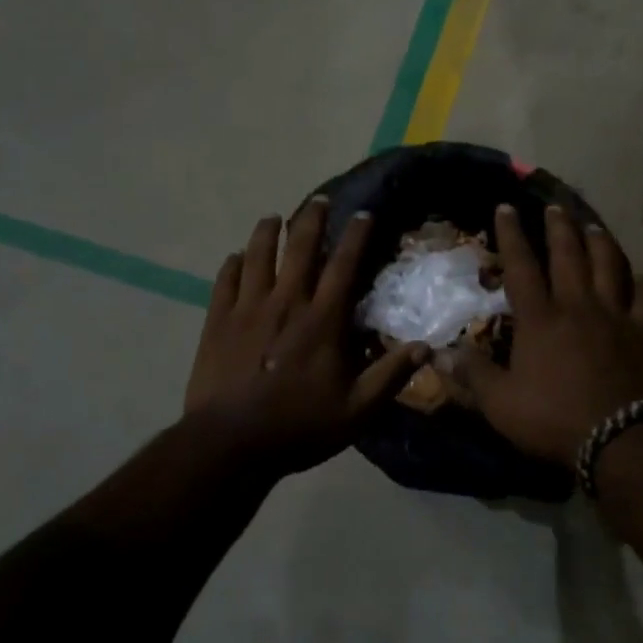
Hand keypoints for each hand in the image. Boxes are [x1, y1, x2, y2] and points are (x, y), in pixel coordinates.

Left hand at [184, 198, 427, 472]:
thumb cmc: (298, 427)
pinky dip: (233, 263)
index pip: (344, 266)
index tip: (364, 213)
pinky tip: (237, 256)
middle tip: (318, 200)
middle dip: (311, 219)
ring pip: (258, 255)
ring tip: (273, 217)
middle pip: (300, 248)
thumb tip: (425, 347)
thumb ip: (390, 376)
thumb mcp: (356, 411)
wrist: (230, 442)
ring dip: (268, 232)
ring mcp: (247, 308)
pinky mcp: (217, 320)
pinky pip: (225, 280)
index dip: (357, 236)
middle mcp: (286, 302)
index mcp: (322, 321)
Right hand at [437, 204, 642, 466]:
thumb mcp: (500, 403)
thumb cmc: (555, 419)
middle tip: (554, 206)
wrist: (624, 440)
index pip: (521, 266)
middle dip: (559, 227)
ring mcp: (617, 317)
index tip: (506, 206)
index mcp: (540, 319)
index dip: (512, 235)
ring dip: (600, 243)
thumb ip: (471, 375)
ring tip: (593, 226)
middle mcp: (578, 306)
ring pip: (610, 267)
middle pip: (568, 256)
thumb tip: (436, 354)